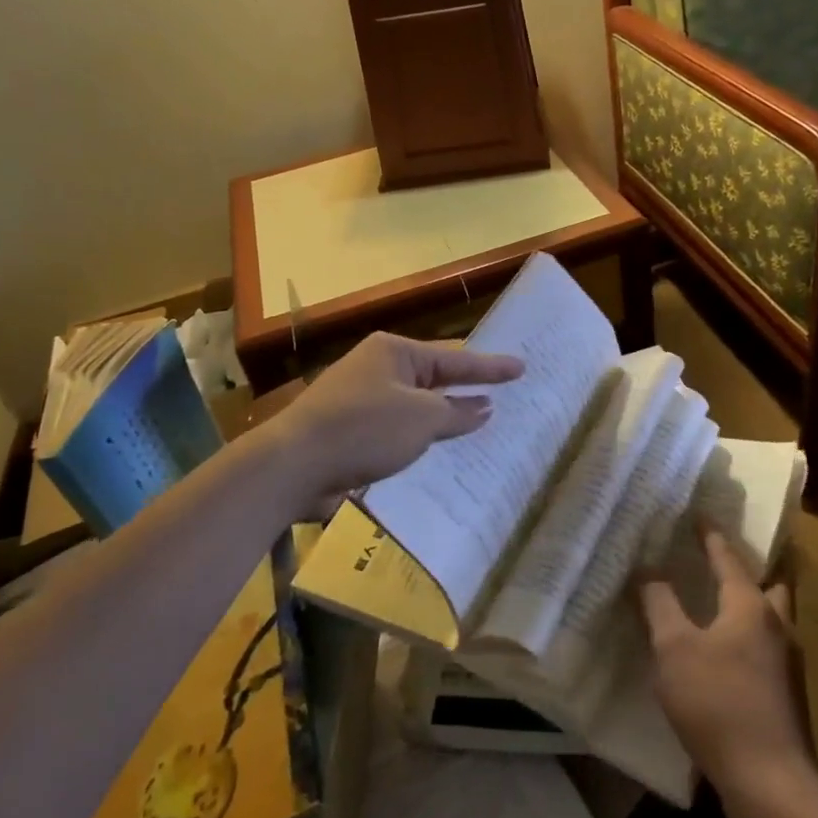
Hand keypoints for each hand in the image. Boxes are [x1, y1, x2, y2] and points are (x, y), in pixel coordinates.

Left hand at [268, 333, 522, 507]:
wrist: (294, 465)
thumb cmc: (364, 429)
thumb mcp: (421, 418)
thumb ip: (456, 412)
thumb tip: (482, 407)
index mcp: (394, 352)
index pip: (454, 358)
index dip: (491, 367)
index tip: (522, 367)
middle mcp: (378, 369)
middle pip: (435, 379)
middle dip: (467, 391)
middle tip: (505, 396)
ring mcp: (363, 400)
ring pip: (417, 408)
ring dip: (445, 420)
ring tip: (483, 427)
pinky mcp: (354, 431)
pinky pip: (400, 431)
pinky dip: (422, 440)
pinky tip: (442, 455)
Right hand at [639, 528, 812, 796]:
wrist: (771, 783)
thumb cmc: (718, 703)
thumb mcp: (674, 649)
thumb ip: (660, 605)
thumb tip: (648, 571)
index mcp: (751, 606)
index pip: (729, 557)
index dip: (711, 535)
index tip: (700, 514)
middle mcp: (777, 626)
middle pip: (769, 584)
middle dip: (750, 568)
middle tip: (724, 559)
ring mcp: (788, 664)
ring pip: (773, 618)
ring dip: (752, 603)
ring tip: (722, 603)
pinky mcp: (787, 696)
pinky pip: (768, 648)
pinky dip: (749, 637)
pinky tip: (726, 655)